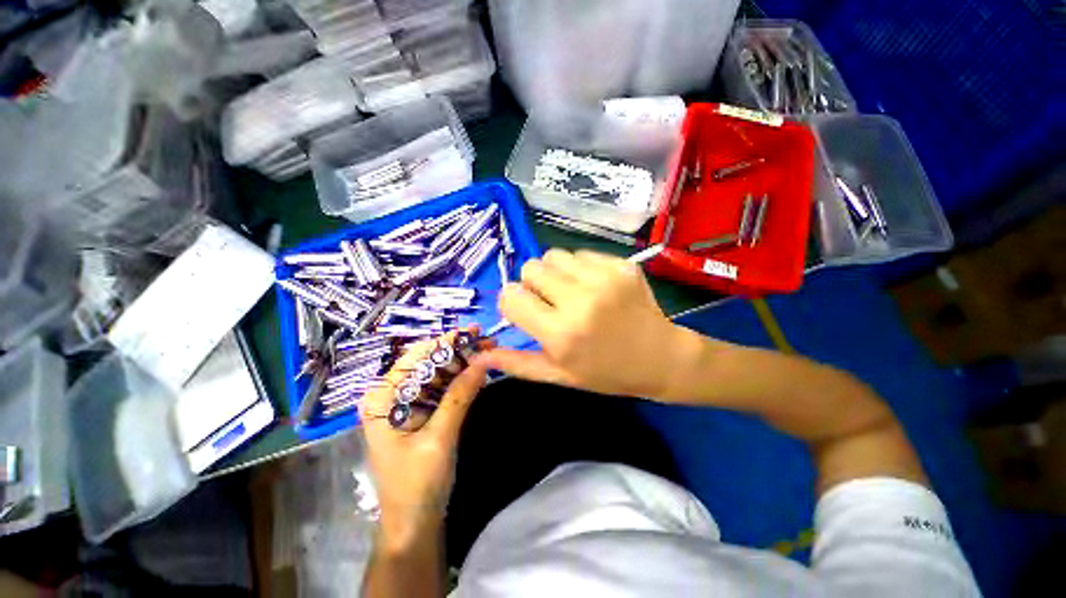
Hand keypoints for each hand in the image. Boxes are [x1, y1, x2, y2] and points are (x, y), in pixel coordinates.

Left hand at [359, 331, 487, 543]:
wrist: (414, 525)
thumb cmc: (417, 484)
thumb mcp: (439, 438)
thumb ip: (459, 396)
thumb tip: (483, 360)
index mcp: (383, 399)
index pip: (416, 358)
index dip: (445, 342)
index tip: (473, 331)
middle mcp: (392, 396)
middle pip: (428, 363)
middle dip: (458, 351)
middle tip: (487, 341)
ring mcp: (407, 405)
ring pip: (438, 374)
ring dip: (463, 363)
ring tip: (489, 351)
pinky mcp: (422, 414)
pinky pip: (443, 389)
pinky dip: (461, 379)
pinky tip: (479, 371)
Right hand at [476, 249, 699, 398]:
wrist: (661, 359)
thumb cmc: (607, 373)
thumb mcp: (559, 375)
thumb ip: (517, 363)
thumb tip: (479, 356)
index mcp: (560, 333)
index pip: (511, 296)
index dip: (512, 302)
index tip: (525, 310)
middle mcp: (579, 300)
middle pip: (530, 268)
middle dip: (532, 284)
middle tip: (550, 302)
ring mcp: (603, 278)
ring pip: (553, 256)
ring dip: (554, 273)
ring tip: (571, 293)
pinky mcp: (621, 265)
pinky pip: (581, 254)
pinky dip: (579, 268)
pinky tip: (594, 287)